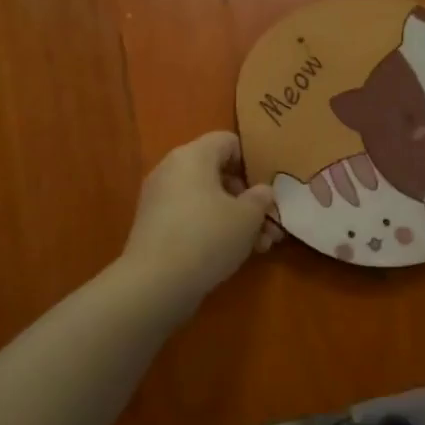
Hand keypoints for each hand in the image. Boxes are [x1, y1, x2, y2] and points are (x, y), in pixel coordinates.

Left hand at [121, 132, 275, 306]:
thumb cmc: (208, 237)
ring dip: (236, 218)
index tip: (269, 187)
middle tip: (270, 223)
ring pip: (207, 199)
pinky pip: (191, 217)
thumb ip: (260, 199)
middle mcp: (172, 170)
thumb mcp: (247, 217)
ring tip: (260, 246)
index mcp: (193, 156)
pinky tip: (234, 255)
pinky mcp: (154, 227)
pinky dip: (213, 229)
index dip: (253, 160)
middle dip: (248, 198)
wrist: (155, 283)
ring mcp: (160, 199)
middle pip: (218, 173)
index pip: (228, 141)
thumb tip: (261, 191)